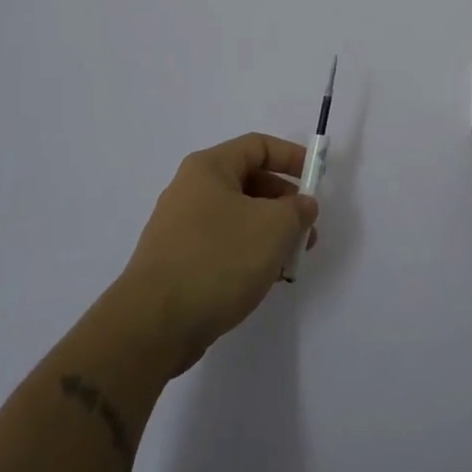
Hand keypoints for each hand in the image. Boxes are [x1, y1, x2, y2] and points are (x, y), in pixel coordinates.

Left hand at [116, 133, 319, 376]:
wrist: (154, 324)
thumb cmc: (218, 259)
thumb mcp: (274, 227)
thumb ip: (297, 209)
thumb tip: (301, 205)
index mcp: (209, 168)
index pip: (258, 146)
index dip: (292, 157)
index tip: (317, 179)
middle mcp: (190, 190)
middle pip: (249, 182)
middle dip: (285, 202)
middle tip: (308, 229)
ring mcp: (180, 227)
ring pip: (238, 217)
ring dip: (270, 232)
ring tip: (291, 260)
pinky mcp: (177, 261)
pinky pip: (222, 244)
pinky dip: (248, 253)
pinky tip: (264, 278)